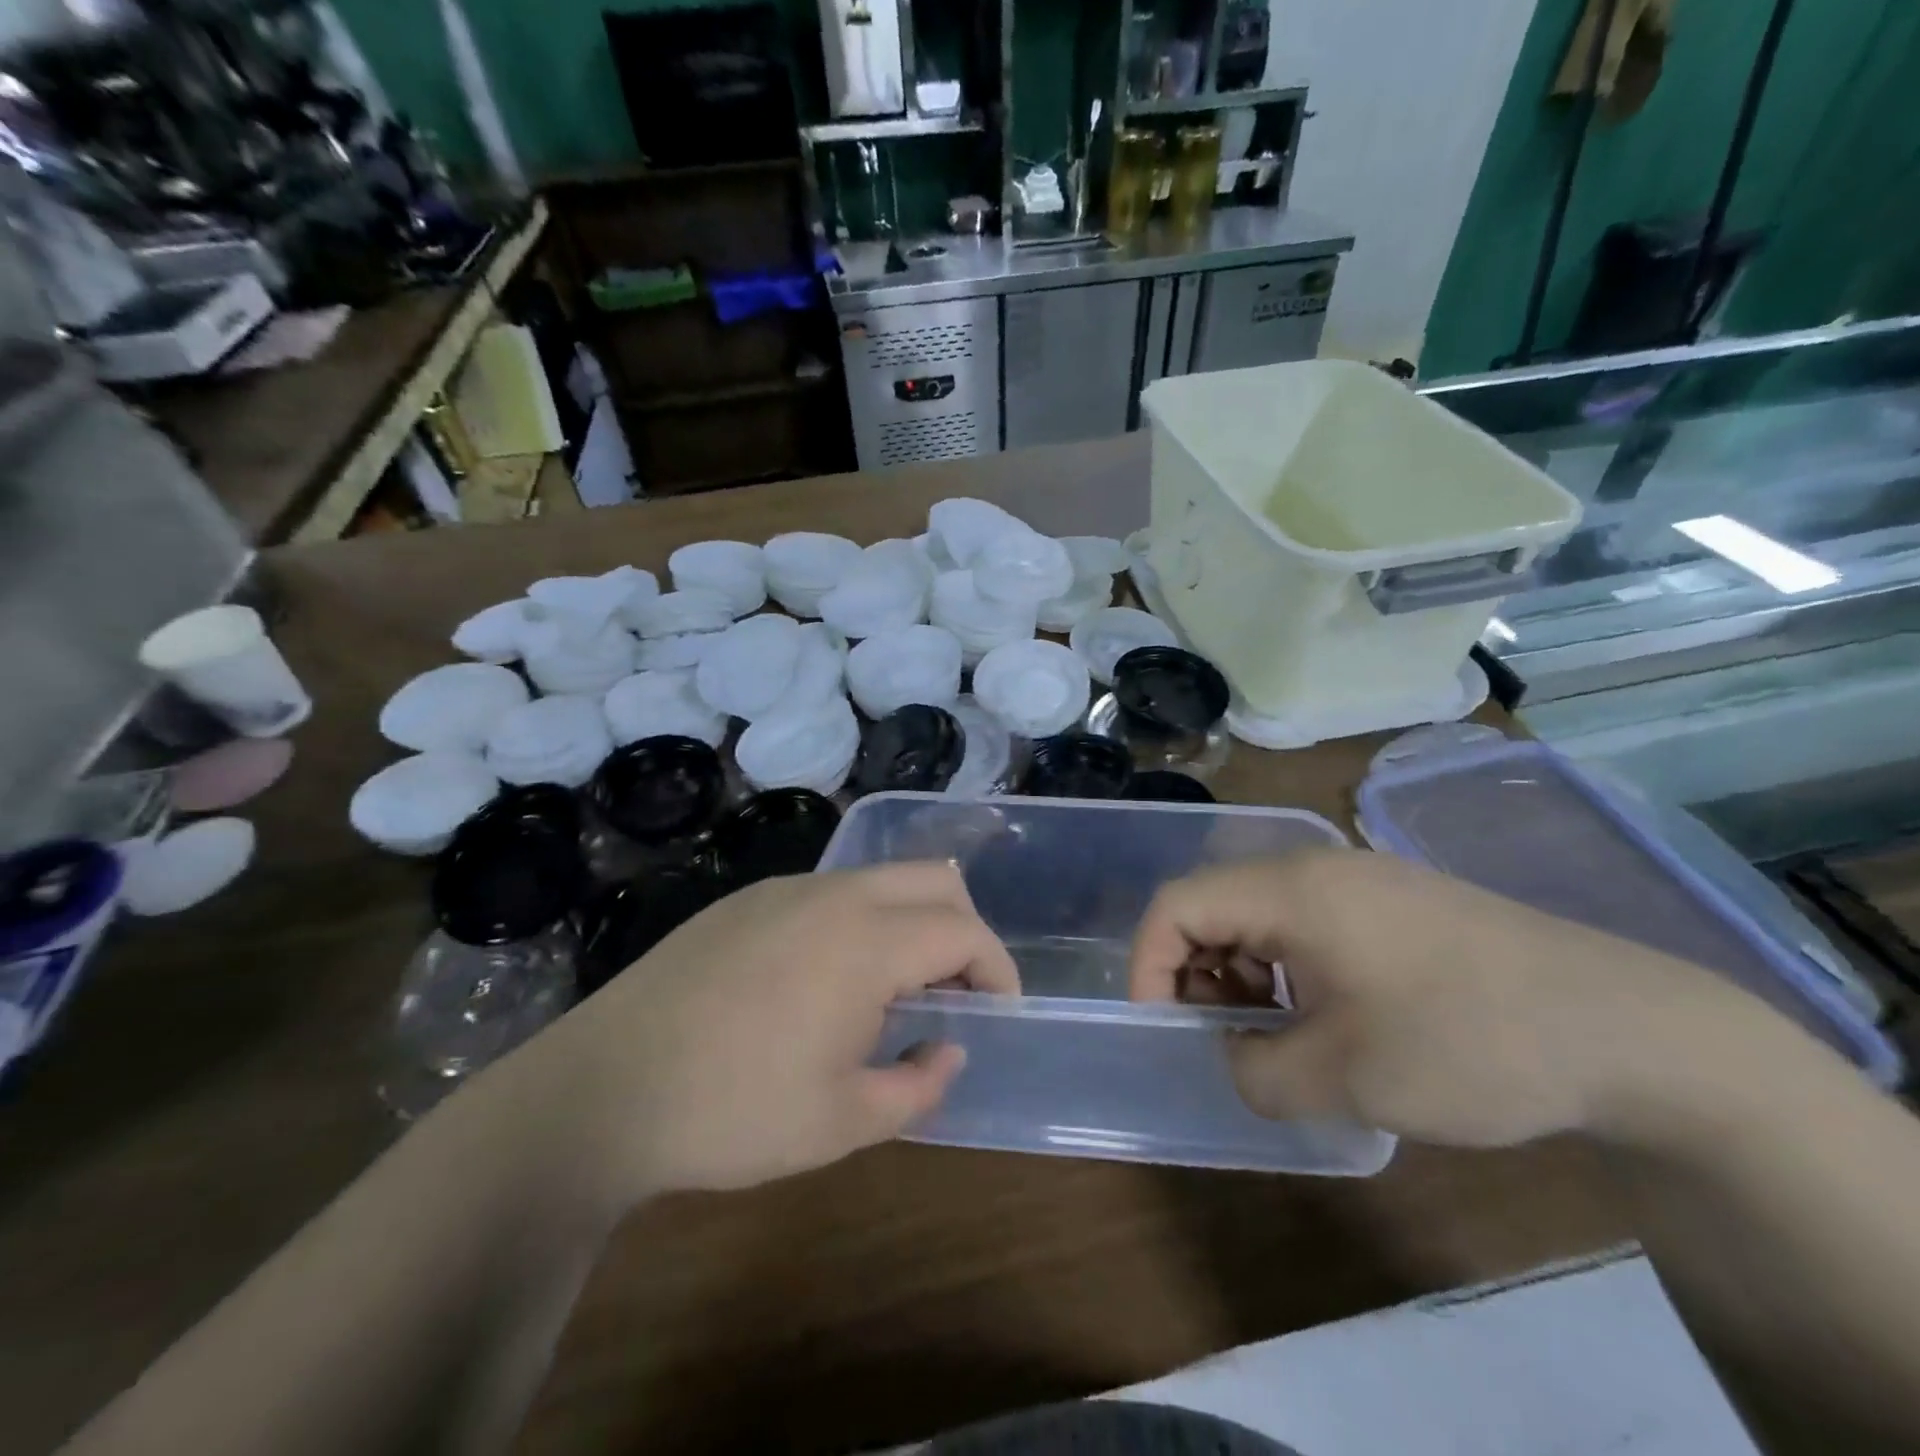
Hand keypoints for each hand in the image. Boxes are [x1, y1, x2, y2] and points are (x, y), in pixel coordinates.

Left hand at [527, 863, 1017, 1204]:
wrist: (601, 1088)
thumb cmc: (732, 1111)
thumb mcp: (843, 1122)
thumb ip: (919, 1084)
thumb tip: (948, 1048)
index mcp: (866, 941)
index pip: (963, 931)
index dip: (997, 969)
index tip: (998, 1013)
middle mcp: (834, 895)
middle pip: (935, 878)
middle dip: (964, 928)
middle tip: (955, 992)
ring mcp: (785, 888)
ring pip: (881, 878)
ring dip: (910, 921)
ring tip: (892, 992)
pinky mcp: (747, 898)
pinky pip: (831, 891)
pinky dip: (861, 920)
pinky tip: (826, 980)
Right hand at [1129, 848, 1764, 1147]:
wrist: (1629, 1030)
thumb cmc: (1469, 1042)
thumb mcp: (1346, 1078)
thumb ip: (1256, 1071)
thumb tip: (1233, 1056)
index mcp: (1291, 889)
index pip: (1177, 905)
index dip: (1148, 963)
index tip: (1162, 1026)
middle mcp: (1315, 868)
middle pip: (1213, 903)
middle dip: (1194, 971)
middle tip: (1217, 1036)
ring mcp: (1359, 880)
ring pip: (1258, 913)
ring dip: (1241, 972)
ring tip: (1271, 1035)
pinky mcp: (1393, 903)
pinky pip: (1305, 922)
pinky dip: (1286, 967)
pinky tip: (1324, 1017)